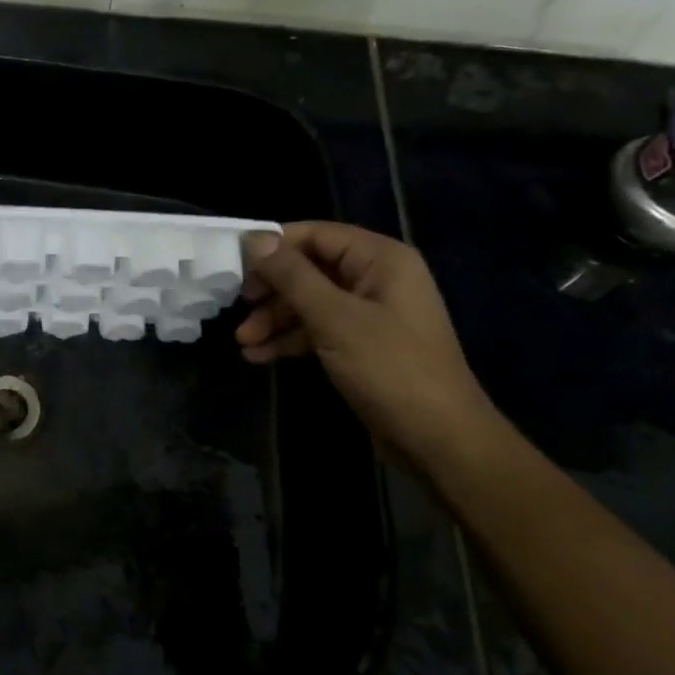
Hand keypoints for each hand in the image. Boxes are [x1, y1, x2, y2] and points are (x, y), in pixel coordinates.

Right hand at [236, 222, 501, 472]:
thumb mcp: (334, 318)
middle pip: (310, 269)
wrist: (439, 439)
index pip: (316, 235)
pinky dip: (291, 340)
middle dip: (272, 290)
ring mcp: (371, 313)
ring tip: (243, 343)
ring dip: (276, 319)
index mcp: (381, 259)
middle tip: (238, 308)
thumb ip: (292, 276)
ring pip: (311, 302)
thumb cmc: (390, 369)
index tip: (235, 265)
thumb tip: (254, 237)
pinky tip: (261, 356)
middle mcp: (377, 278)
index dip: (274, 246)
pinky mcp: (363, 345)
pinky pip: (319, 329)